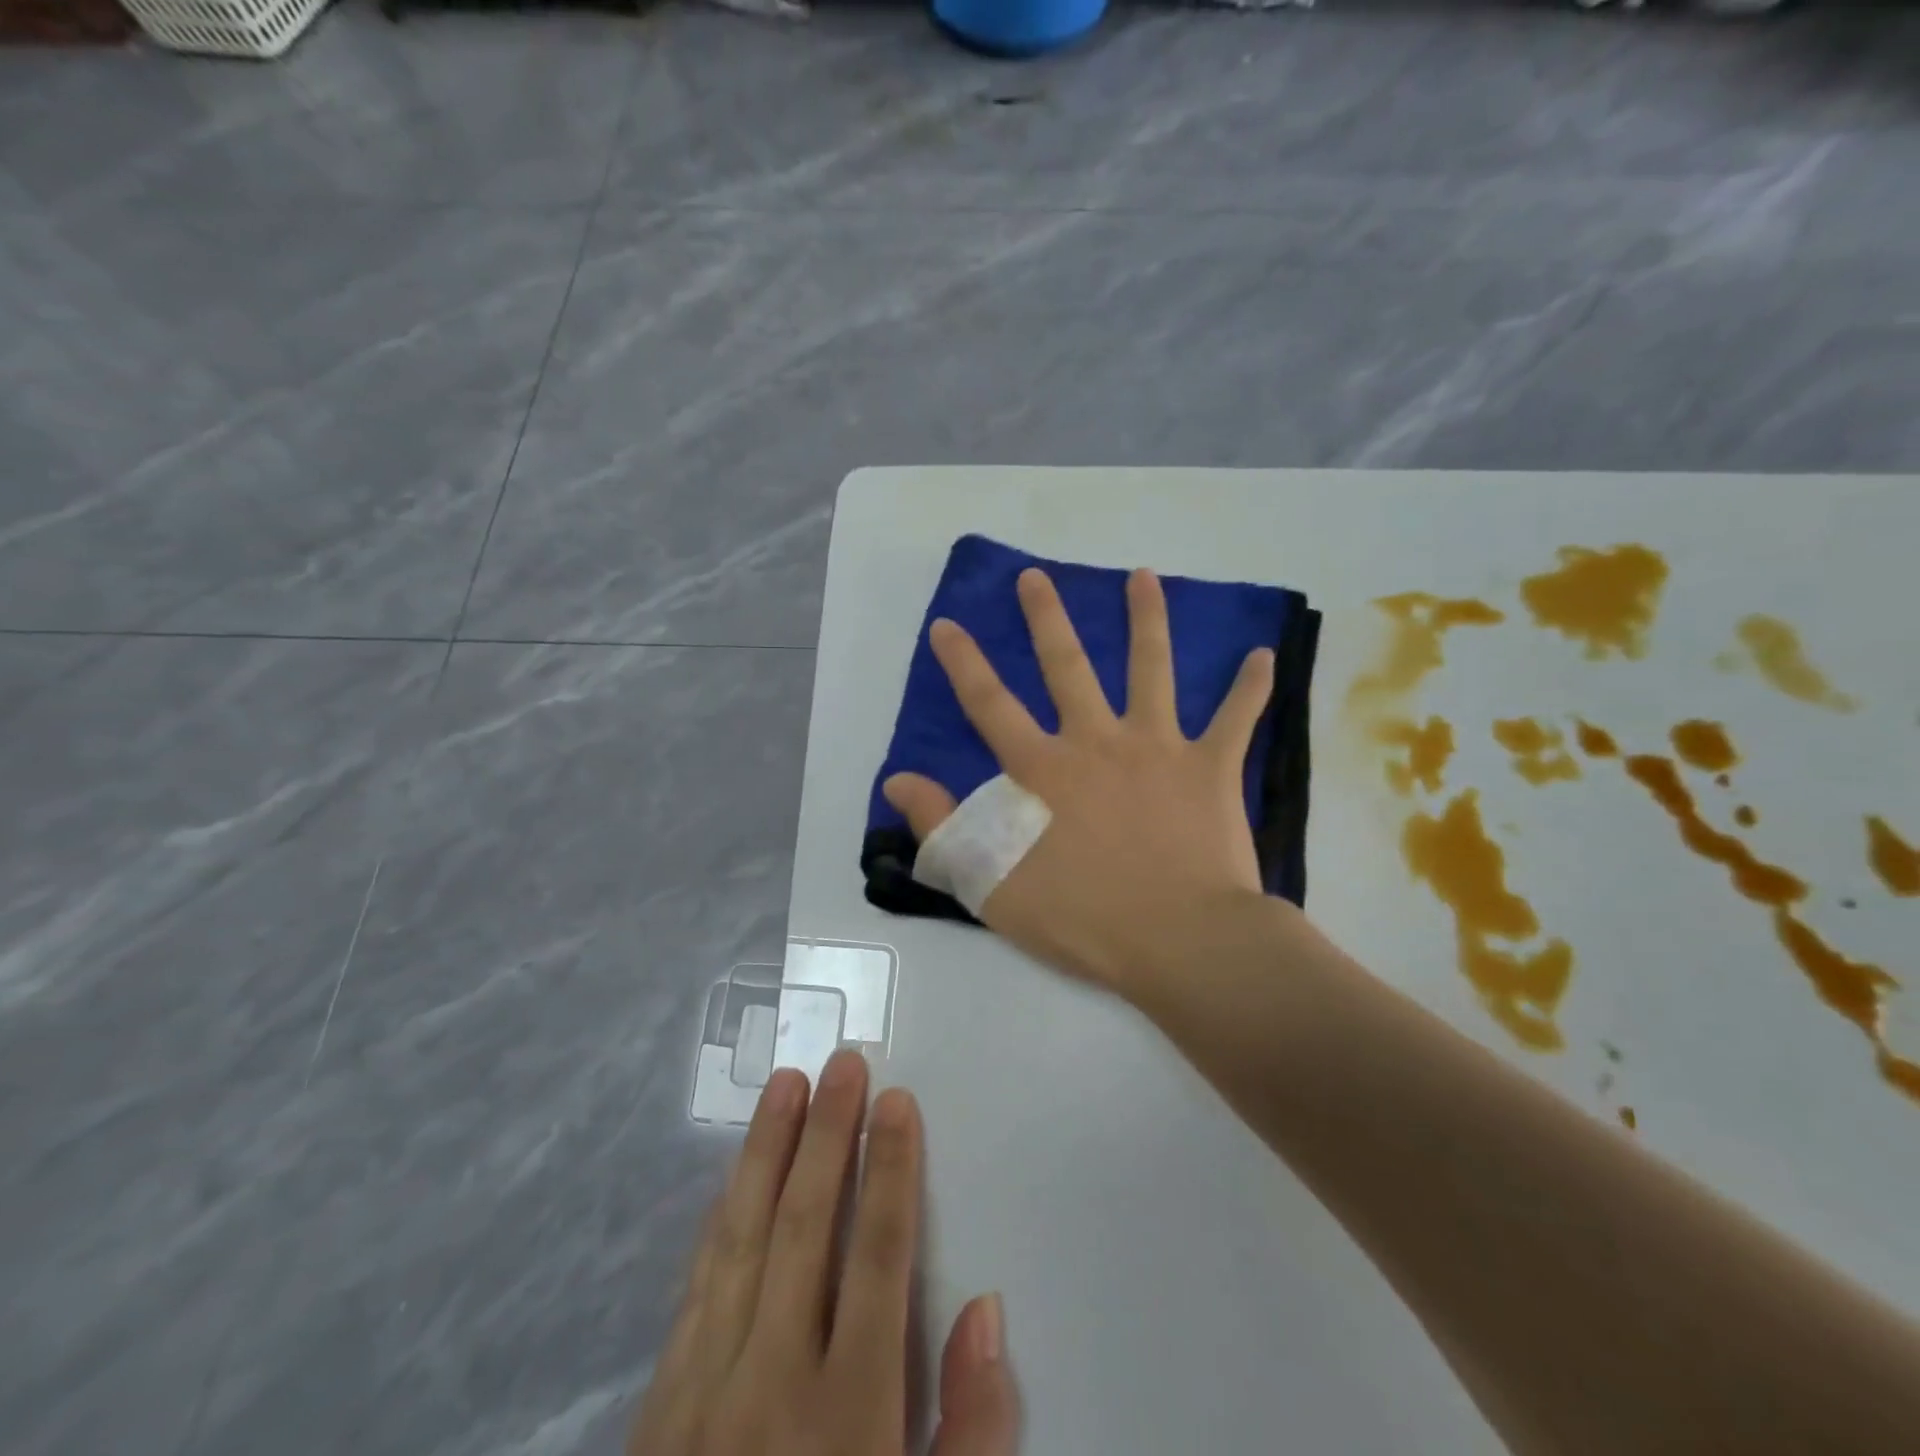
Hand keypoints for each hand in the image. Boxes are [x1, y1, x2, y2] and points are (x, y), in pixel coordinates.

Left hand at [629, 1050, 1018, 1455]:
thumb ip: (972, 1434)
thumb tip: (989, 1311)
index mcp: (846, 1416)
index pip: (877, 1257)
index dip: (892, 1171)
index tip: (897, 1101)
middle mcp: (770, 1383)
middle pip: (805, 1226)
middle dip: (828, 1135)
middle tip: (841, 1062)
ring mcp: (703, 1390)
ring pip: (741, 1239)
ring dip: (766, 1154)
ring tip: (785, 1087)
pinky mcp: (659, 1408)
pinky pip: (696, 1286)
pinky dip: (720, 1218)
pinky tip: (733, 1180)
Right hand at [883, 568, 1275, 997]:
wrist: (1182, 942)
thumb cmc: (1084, 919)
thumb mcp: (992, 884)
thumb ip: (942, 829)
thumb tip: (897, 782)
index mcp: (1045, 770)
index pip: (990, 705)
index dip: (964, 663)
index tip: (948, 625)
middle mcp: (1097, 741)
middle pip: (1067, 666)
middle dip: (1046, 619)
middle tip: (1035, 578)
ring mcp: (1158, 748)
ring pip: (1151, 669)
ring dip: (1147, 620)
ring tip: (1144, 576)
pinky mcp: (1210, 768)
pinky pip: (1235, 719)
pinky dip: (1250, 688)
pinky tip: (1263, 655)